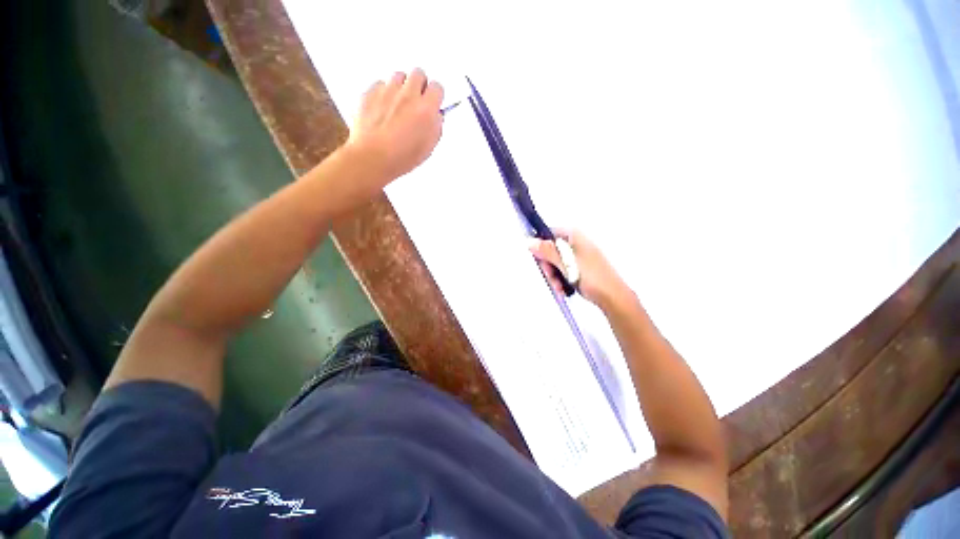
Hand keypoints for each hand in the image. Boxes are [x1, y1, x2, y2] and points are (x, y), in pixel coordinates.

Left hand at [346, 68, 444, 183]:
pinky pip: (380, 84)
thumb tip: (436, 117)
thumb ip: (435, 127)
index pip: (437, 87)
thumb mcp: (428, 147)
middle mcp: (408, 95)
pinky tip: (383, 107)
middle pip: (419, 73)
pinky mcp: (370, 92)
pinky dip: (383, 92)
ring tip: (399, 103)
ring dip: (402, 86)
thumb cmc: (401, 157)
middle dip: (420, 84)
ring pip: (399, 75)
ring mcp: (388, 91)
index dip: (435, 95)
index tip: (433, 102)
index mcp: (426, 109)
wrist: (373, 157)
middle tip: (417, 100)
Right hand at [528, 229, 632, 308]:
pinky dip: (560, 279)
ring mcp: (577, 255)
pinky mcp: (578, 267)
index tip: (539, 260)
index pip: (548, 234)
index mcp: (574, 235)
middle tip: (551, 277)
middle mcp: (575, 243)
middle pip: (550, 250)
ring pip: (554, 262)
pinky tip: (563, 289)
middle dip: (548, 266)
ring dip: (553, 276)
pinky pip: (562, 270)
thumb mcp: (566, 262)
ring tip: (559, 287)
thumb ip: (547, 251)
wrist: (612, 296)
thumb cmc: (590, 276)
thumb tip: (529, 241)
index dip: (541, 246)